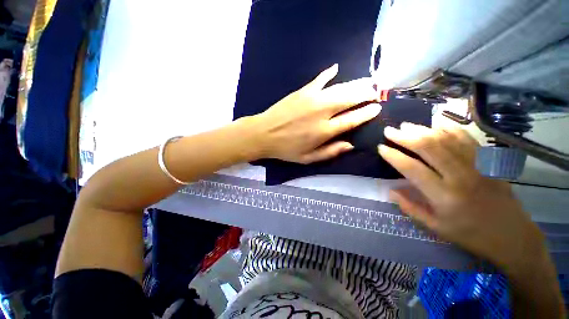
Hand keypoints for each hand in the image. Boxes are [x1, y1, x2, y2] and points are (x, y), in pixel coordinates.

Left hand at [253, 64, 380, 163]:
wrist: (264, 134)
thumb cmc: (286, 149)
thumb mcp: (308, 158)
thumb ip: (330, 152)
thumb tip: (350, 145)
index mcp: (324, 131)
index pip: (352, 119)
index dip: (367, 113)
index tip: (377, 107)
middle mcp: (322, 112)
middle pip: (350, 99)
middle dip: (366, 94)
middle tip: (376, 91)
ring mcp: (312, 99)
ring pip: (340, 88)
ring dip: (355, 84)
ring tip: (367, 81)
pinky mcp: (302, 91)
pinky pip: (319, 79)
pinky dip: (328, 74)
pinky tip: (336, 68)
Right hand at [378, 123, 543, 268]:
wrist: (512, 236)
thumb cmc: (470, 235)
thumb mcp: (435, 227)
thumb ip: (410, 208)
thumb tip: (390, 191)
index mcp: (444, 196)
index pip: (412, 169)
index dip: (394, 156)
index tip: (381, 148)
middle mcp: (460, 177)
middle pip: (429, 148)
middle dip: (406, 137)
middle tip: (390, 131)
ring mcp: (478, 166)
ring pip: (447, 140)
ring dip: (424, 130)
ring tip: (407, 125)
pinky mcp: (489, 162)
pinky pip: (468, 139)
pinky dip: (450, 128)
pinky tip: (437, 123)